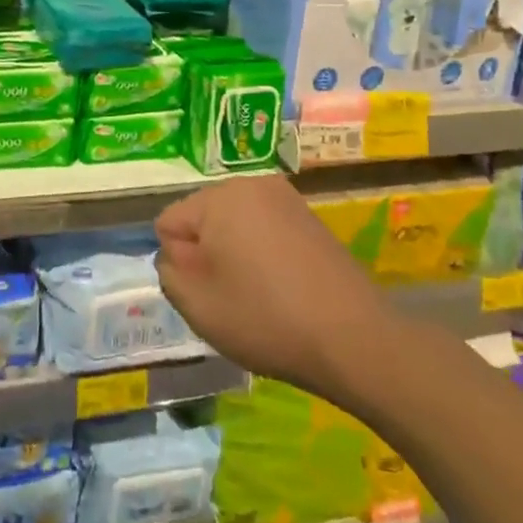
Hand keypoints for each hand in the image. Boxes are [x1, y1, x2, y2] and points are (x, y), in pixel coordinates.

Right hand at [155, 174, 390, 393]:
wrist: (354, 339)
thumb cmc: (265, 317)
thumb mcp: (196, 304)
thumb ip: (168, 271)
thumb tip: (177, 254)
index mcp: (219, 196)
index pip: (169, 222)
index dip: (178, 262)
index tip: (206, 291)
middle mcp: (251, 184)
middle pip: (203, 219)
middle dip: (206, 254)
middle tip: (230, 296)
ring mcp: (286, 199)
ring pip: (234, 226)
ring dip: (235, 256)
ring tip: (259, 296)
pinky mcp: (311, 219)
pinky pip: (265, 232)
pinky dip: (263, 257)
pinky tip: (283, 290)